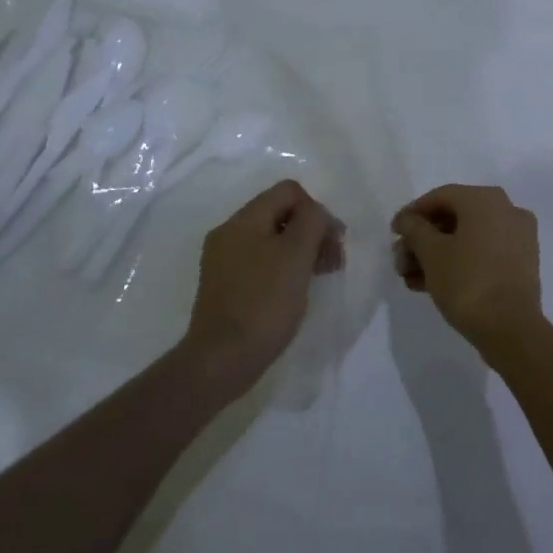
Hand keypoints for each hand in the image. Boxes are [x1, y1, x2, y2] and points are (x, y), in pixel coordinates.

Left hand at [183, 180, 343, 395]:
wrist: (220, 360)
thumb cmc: (264, 303)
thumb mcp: (296, 255)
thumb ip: (312, 222)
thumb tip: (317, 214)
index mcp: (243, 220)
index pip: (288, 191)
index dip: (317, 210)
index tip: (332, 243)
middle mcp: (229, 233)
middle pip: (280, 213)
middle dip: (311, 231)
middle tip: (332, 262)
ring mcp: (224, 260)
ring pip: (272, 239)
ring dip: (300, 251)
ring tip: (318, 277)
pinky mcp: (225, 286)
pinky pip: (260, 262)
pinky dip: (283, 269)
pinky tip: (293, 292)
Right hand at [392, 184, 541, 353]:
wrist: (511, 328)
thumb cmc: (467, 281)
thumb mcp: (431, 253)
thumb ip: (414, 229)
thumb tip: (408, 220)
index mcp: (486, 199)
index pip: (440, 196)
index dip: (412, 213)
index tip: (393, 233)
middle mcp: (507, 210)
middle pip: (454, 218)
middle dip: (422, 240)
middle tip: (400, 261)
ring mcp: (518, 237)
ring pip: (468, 238)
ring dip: (436, 254)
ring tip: (410, 278)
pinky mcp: (521, 263)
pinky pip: (483, 253)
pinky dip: (458, 262)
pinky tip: (430, 284)